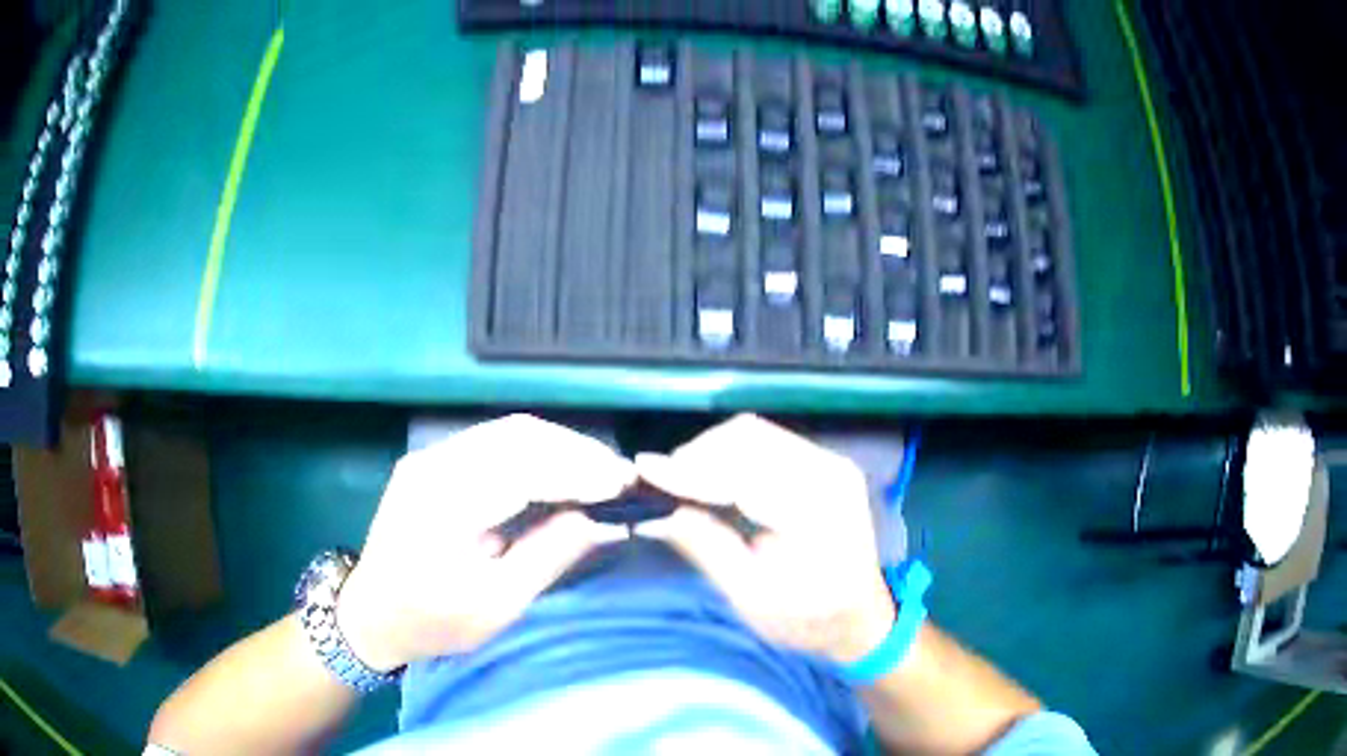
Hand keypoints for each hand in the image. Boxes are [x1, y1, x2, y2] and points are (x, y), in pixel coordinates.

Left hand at [336, 414, 633, 670]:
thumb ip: (546, 557)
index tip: (624, 485)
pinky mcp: (433, 461)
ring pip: (508, 432)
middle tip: (620, 476)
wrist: (371, 614)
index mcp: (443, 503)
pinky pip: (494, 443)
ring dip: (559, 447)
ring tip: (599, 471)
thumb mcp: (495, 605)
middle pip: (518, 436)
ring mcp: (430, 457)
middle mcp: (434, 464)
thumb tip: (597, 520)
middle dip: (576, 451)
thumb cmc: (431, 621)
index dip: (579, 471)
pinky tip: (560, 471)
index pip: (523, 466)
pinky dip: (536, 452)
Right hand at [635, 414, 895, 664]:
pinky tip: (711, 480)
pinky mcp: (823, 463)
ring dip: (711, 452)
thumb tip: (656, 514)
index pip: (745, 473)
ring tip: (682, 484)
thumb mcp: (753, 598)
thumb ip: (707, 548)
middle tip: (662, 487)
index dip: (690, 471)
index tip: (644, 471)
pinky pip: (767, 443)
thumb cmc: (808, 620)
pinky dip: (730, 455)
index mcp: (819, 511)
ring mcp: (830, 462)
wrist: (861, 618)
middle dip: (697, 456)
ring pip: (754, 433)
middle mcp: (829, 472)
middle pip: (749, 438)